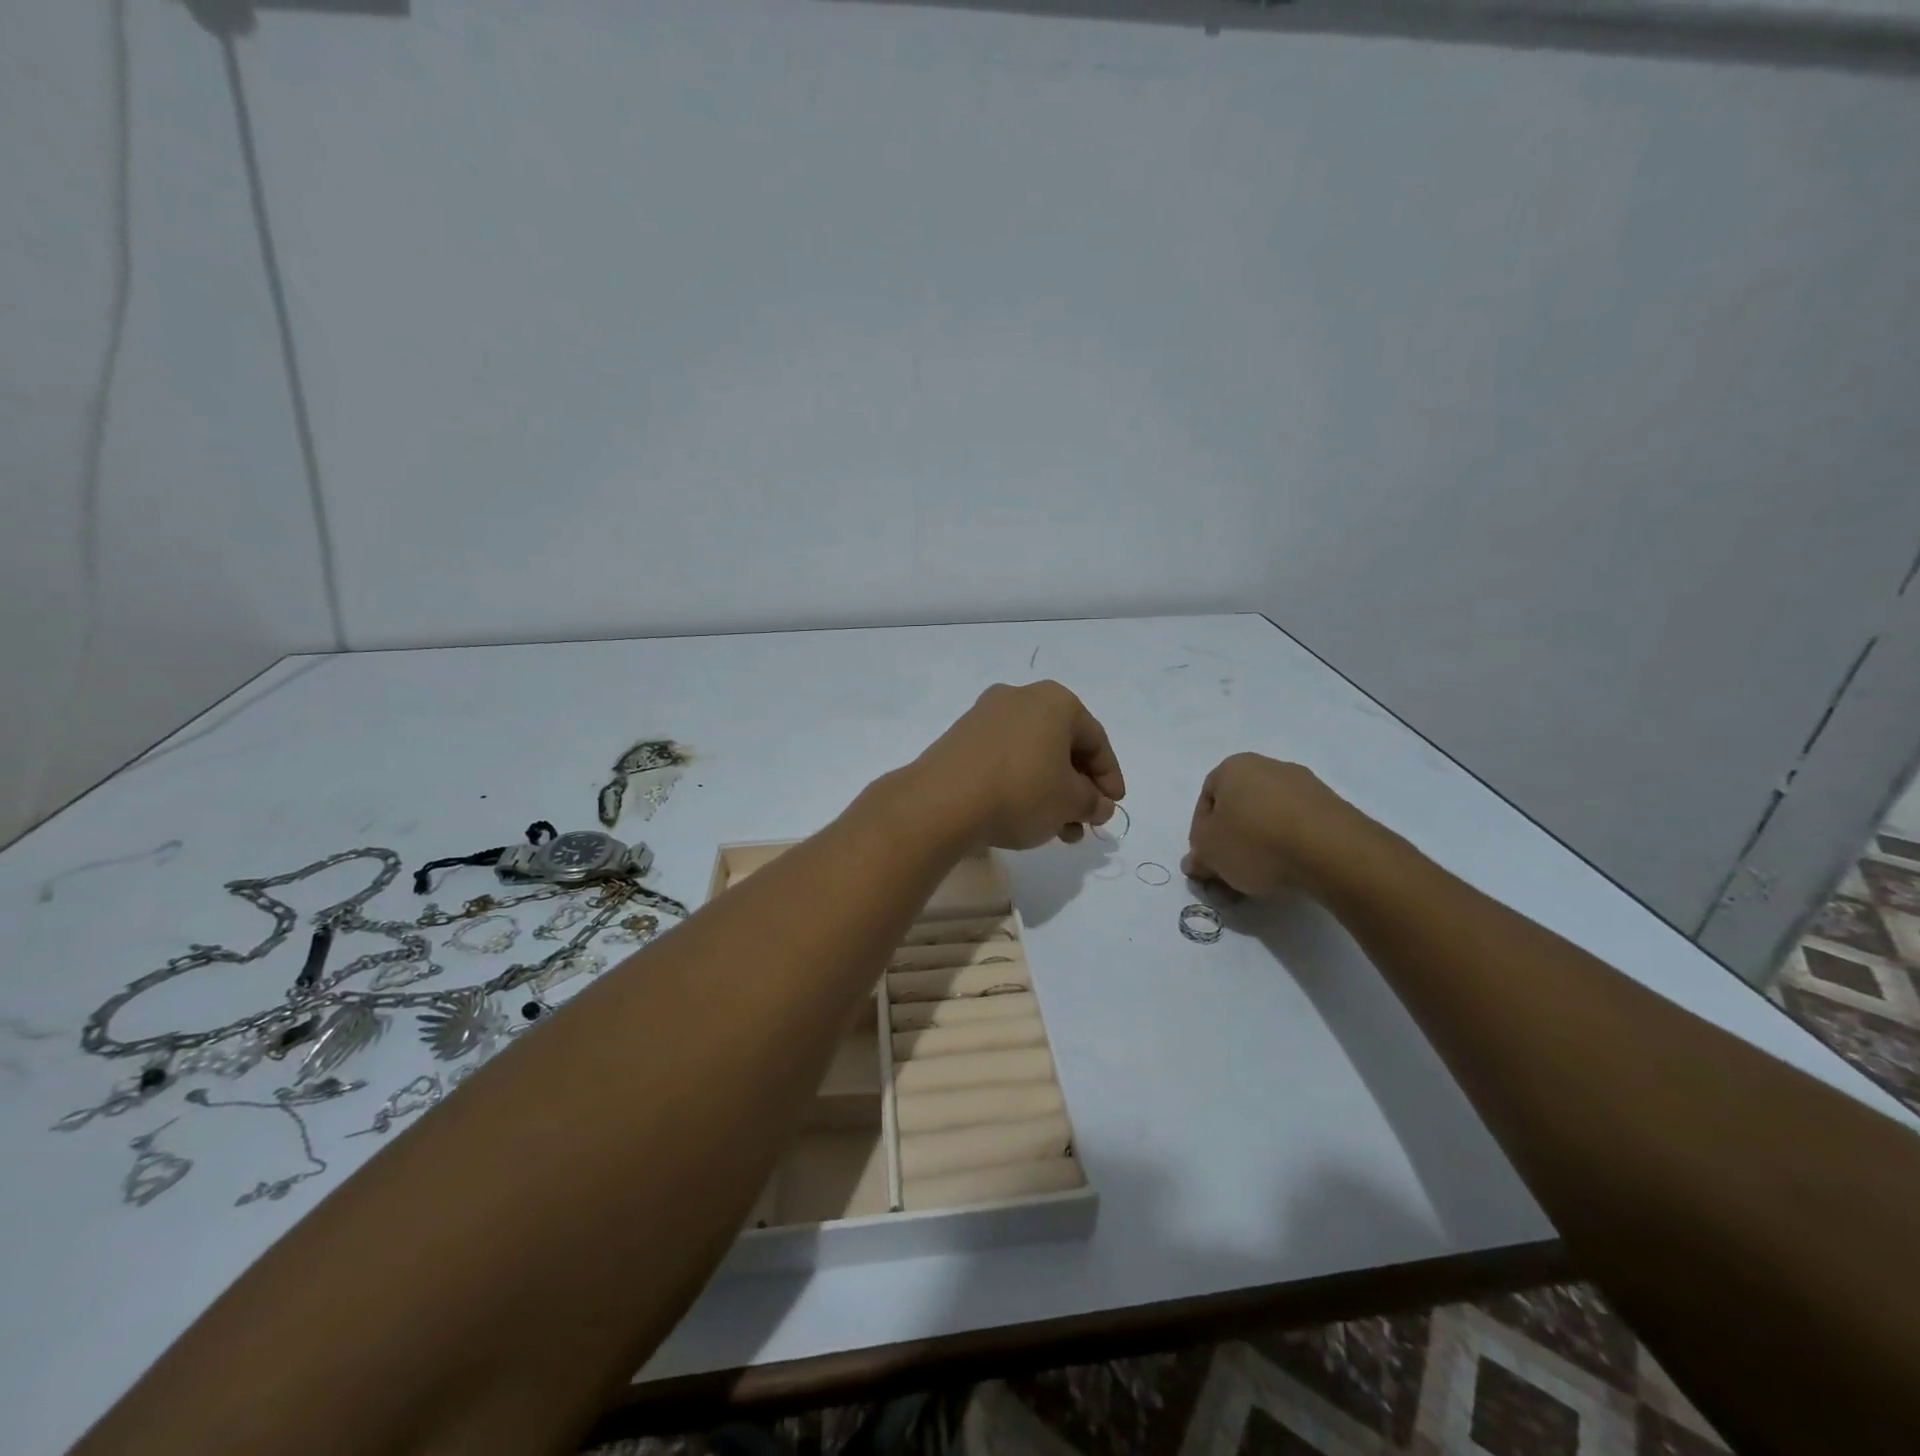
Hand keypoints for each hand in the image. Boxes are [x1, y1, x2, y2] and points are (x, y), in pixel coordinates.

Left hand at [909, 682, 1125, 850]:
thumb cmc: (1020, 791)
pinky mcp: (961, 738)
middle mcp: (1020, 698)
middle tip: (1084, 822)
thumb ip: (1093, 802)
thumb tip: (1099, 805)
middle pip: (1062, 746)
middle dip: (1077, 789)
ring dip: (1051, 792)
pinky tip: (1024, 817)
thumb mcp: (1069, 803)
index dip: (1109, 777)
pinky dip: (1021, 785)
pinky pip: (1004, 759)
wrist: (941, 801)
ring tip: (1056, 832)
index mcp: (1055, 701)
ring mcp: (985, 716)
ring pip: (1033, 755)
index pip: (1095, 740)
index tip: (1113, 807)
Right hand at [1182, 753, 1378, 898]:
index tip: (1208, 863)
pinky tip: (1289, 874)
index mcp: (1234, 766)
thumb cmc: (1255, 841)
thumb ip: (1197, 856)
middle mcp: (1269, 767)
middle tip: (1230, 877)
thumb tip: (1196, 862)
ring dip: (1259, 850)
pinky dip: (1289, 850)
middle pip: (1239, 811)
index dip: (1201, 836)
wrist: (1332, 851)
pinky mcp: (1333, 809)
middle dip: (1231, 845)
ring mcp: (1306, 786)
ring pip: (1268, 821)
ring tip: (1260, 883)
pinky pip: (1298, 829)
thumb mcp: (1209, 853)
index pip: (1206, 801)